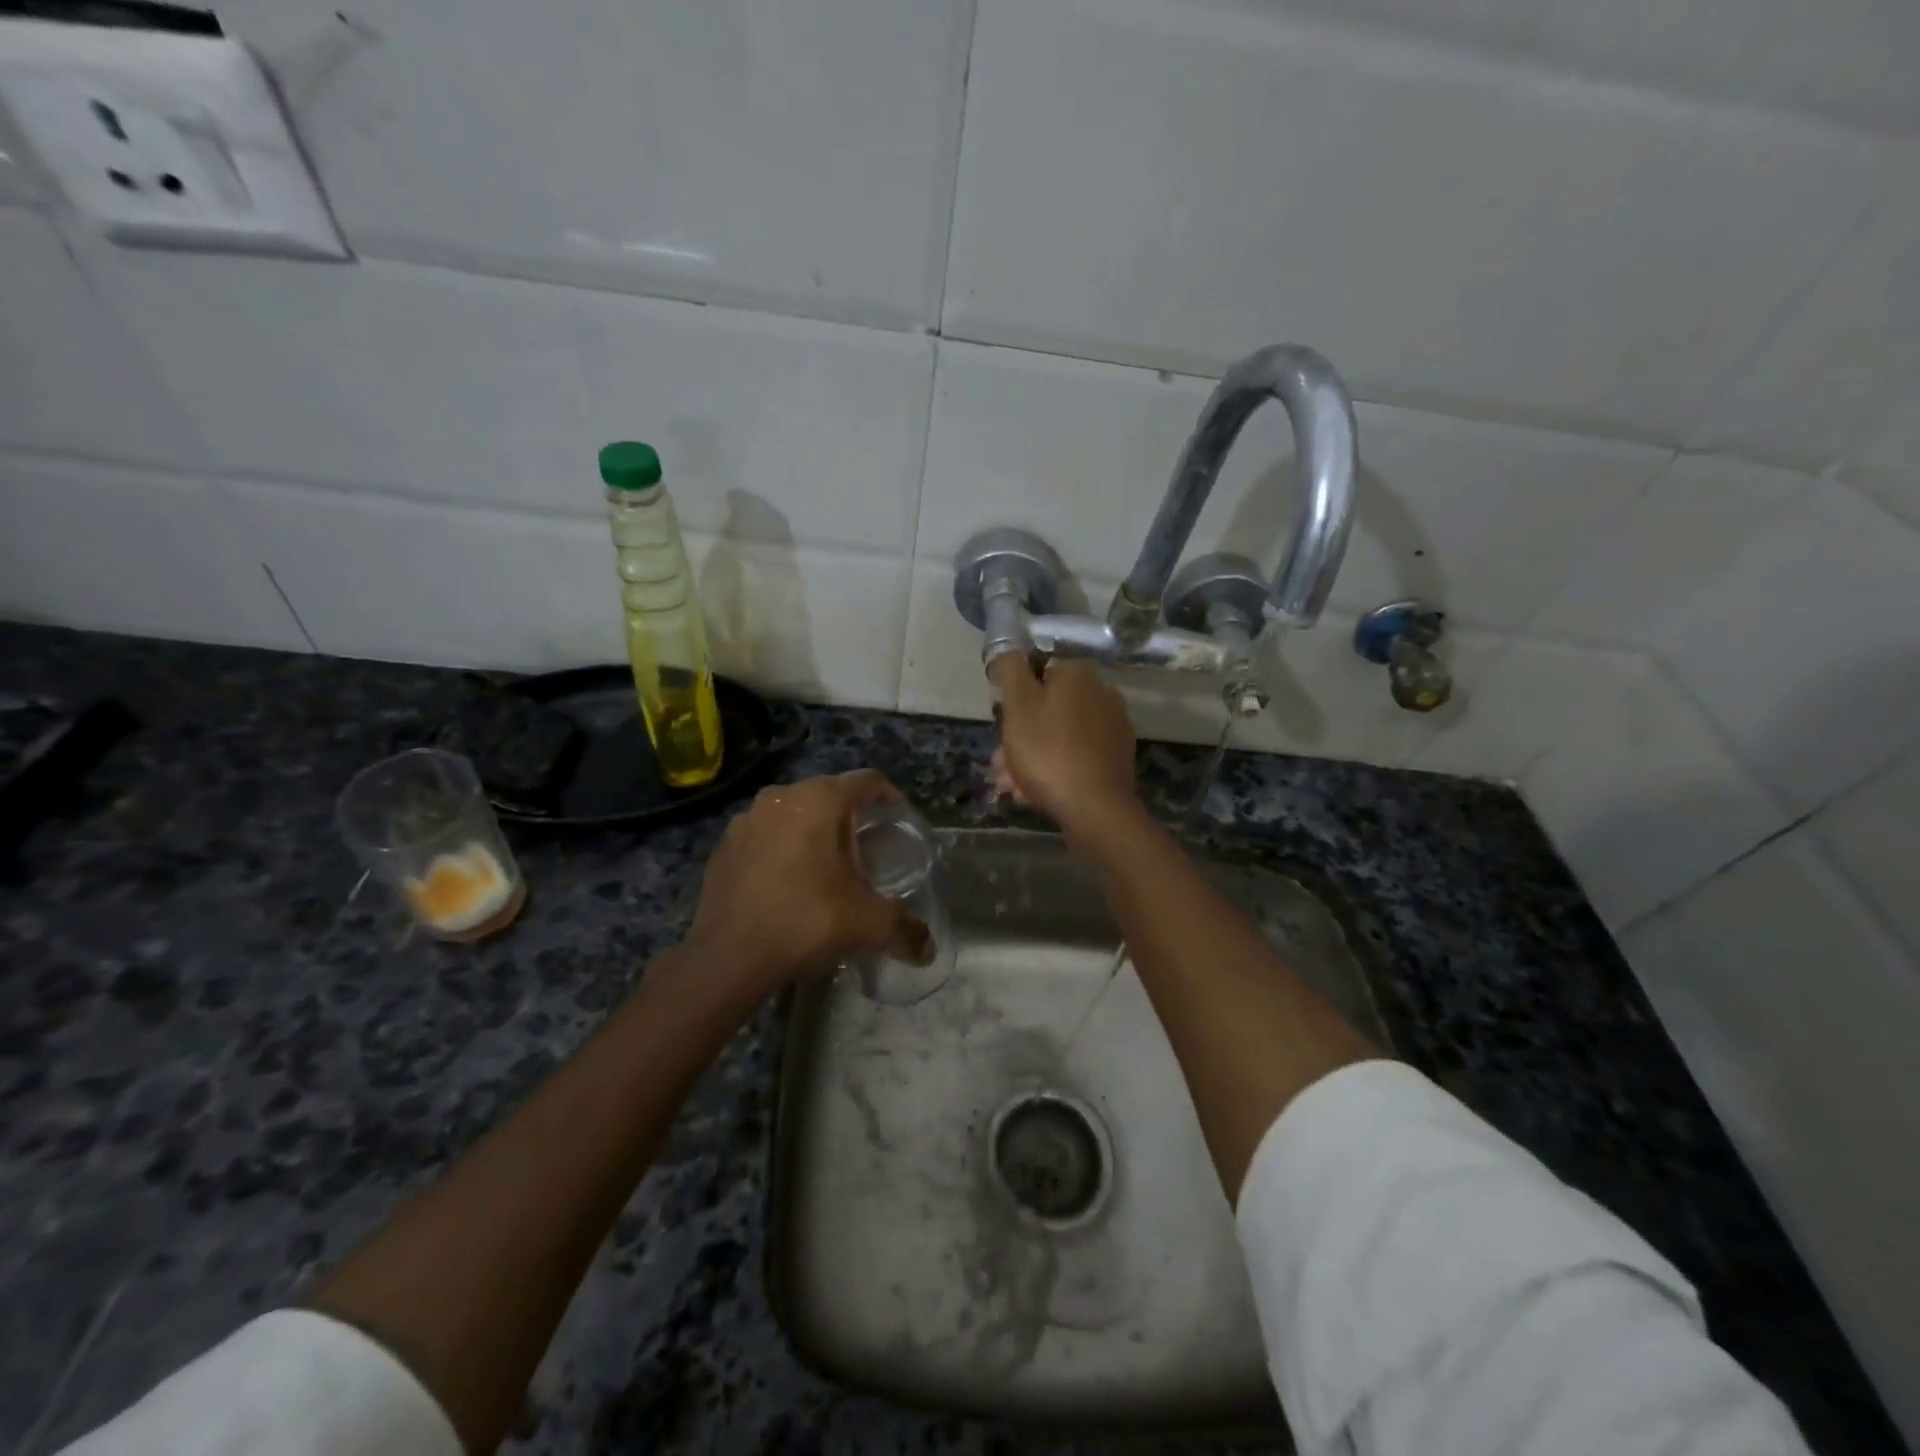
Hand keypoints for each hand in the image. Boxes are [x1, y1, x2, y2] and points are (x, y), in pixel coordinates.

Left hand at [685, 770, 917, 994]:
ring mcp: (746, 819)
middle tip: (866, 846)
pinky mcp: (724, 845)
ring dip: (812, 830)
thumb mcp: (868, 924)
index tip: (898, 816)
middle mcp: (780, 797)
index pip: (865, 781)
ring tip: (827, 864)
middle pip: (828, 794)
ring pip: (793, 813)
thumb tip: (928, 950)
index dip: (887, 795)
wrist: (728, 958)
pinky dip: (782, 847)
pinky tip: (788, 880)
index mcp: (818, 800)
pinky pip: (765, 834)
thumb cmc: (806, 921)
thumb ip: (905, 929)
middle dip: (849, 815)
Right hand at [990, 655, 1138, 841]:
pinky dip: (1054, 766)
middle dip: (1019, 732)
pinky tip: (1035, 791)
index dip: (1013, 693)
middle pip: (1048, 704)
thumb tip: (1009, 648)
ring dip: (1031, 754)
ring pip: (1058, 732)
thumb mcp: (1018, 706)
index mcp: (1077, 673)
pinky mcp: (1116, 756)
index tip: (1000, 719)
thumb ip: (1010, 669)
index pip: (1037, 667)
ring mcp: (1112, 725)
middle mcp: (1101, 691)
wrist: (1095, 808)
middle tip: (999, 763)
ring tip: (1011, 786)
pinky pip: (1076, 753)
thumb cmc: (1048, 752)